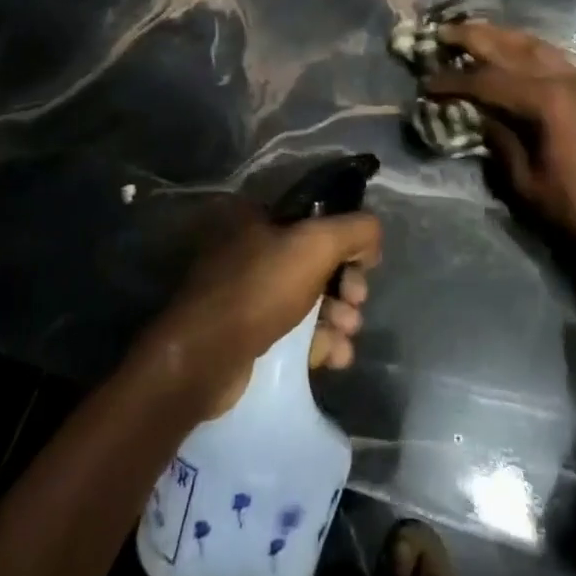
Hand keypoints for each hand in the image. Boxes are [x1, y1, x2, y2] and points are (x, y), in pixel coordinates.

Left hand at [146, 198, 381, 414]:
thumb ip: (356, 229)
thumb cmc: (259, 289)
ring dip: (338, 316)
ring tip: (346, 334)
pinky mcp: (247, 333)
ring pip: (308, 299)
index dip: (346, 240)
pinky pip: (294, 332)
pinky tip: (336, 356)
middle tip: (356, 302)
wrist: (204, 359)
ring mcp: (246, 293)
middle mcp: (249, 248)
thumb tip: (372, 239)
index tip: (364, 264)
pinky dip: (319, 341)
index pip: (316, 218)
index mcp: (255, 216)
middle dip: (345, 285)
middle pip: (316, 261)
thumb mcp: (316, 244)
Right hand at [424, 21, 575, 246]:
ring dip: (499, 34)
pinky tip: (511, 47)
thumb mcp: (525, 181)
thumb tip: (478, 115)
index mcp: (543, 100)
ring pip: (531, 43)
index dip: (452, 81)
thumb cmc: (575, 203)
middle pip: (508, 47)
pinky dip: (524, 45)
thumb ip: (499, 140)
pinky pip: (549, 53)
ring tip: (471, 31)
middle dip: (472, 37)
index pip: (486, 80)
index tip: (426, 83)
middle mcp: (559, 78)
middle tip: (441, 32)